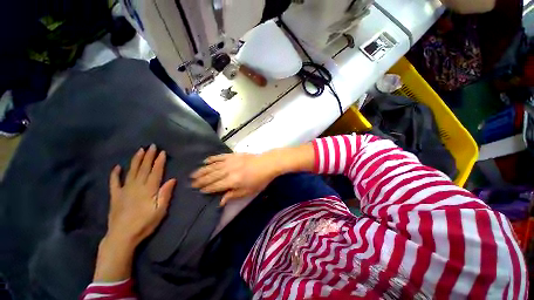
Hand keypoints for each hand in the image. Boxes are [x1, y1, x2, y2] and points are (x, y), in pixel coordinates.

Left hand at [94, 145, 175, 281]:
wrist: (122, 236)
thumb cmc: (144, 224)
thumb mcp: (160, 211)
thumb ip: (165, 194)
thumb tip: (172, 179)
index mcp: (149, 190)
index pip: (156, 172)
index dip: (159, 161)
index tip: (162, 152)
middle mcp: (137, 186)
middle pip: (144, 168)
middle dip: (148, 156)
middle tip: (152, 146)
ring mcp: (124, 190)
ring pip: (131, 171)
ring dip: (136, 160)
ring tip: (140, 150)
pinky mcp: (115, 196)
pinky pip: (114, 182)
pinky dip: (115, 174)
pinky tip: (117, 167)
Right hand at [191, 153, 278, 205]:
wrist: (267, 164)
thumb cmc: (259, 180)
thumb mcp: (248, 191)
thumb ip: (233, 195)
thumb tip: (220, 201)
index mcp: (232, 181)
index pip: (215, 186)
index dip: (206, 188)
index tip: (198, 190)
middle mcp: (228, 171)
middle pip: (211, 176)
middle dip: (201, 180)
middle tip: (191, 182)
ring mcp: (229, 161)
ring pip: (213, 166)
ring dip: (202, 170)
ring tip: (193, 173)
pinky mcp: (232, 155)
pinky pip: (219, 156)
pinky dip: (212, 159)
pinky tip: (205, 161)